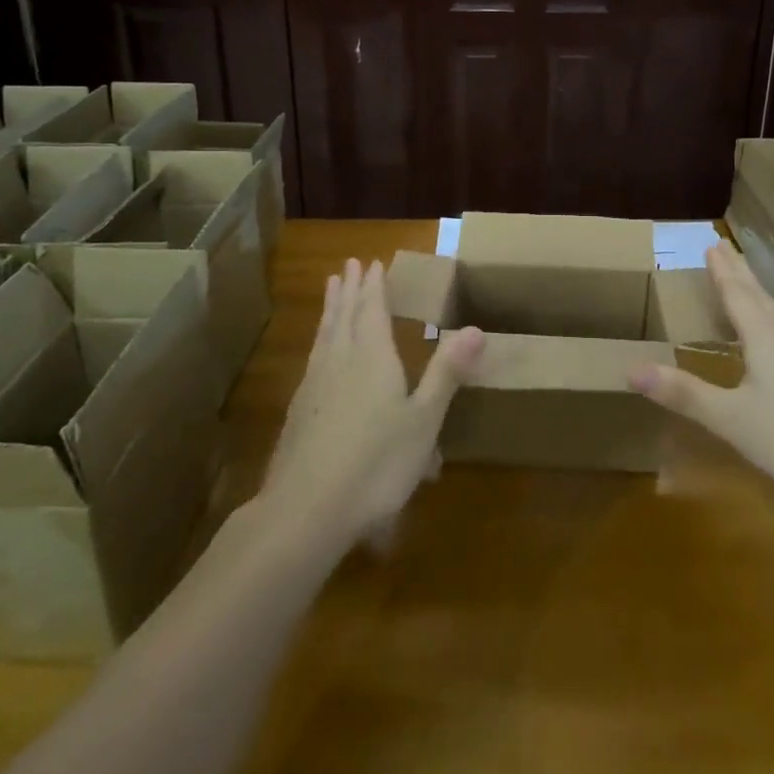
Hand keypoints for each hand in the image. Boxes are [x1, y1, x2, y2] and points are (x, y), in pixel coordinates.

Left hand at [262, 258, 484, 549]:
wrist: (305, 511)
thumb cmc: (376, 464)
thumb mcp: (424, 420)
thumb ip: (447, 372)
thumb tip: (476, 328)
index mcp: (372, 357)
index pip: (372, 310)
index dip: (374, 286)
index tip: (371, 262)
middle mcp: (340, 361)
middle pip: (345, 316)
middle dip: (350, 289)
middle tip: (348, 265)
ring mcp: (313, 386)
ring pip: (324, 335)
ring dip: (330, 309)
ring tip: (330, 290)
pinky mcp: (297, 413)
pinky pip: (313, 359)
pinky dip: (319, 341)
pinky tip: (318, 355)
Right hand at [629, 242, 773, 497]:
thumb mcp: (731, 419)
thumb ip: (684, 393)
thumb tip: (632, 370)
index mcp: (764, 336)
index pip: (736, 292)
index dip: (721, 270)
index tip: (710, 244)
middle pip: (757, 293)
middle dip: (737, 271)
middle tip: (722, 246)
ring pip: (773, 309)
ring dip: (753, 289)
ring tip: (740, 278)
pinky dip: (765, 312)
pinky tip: (769, 329)